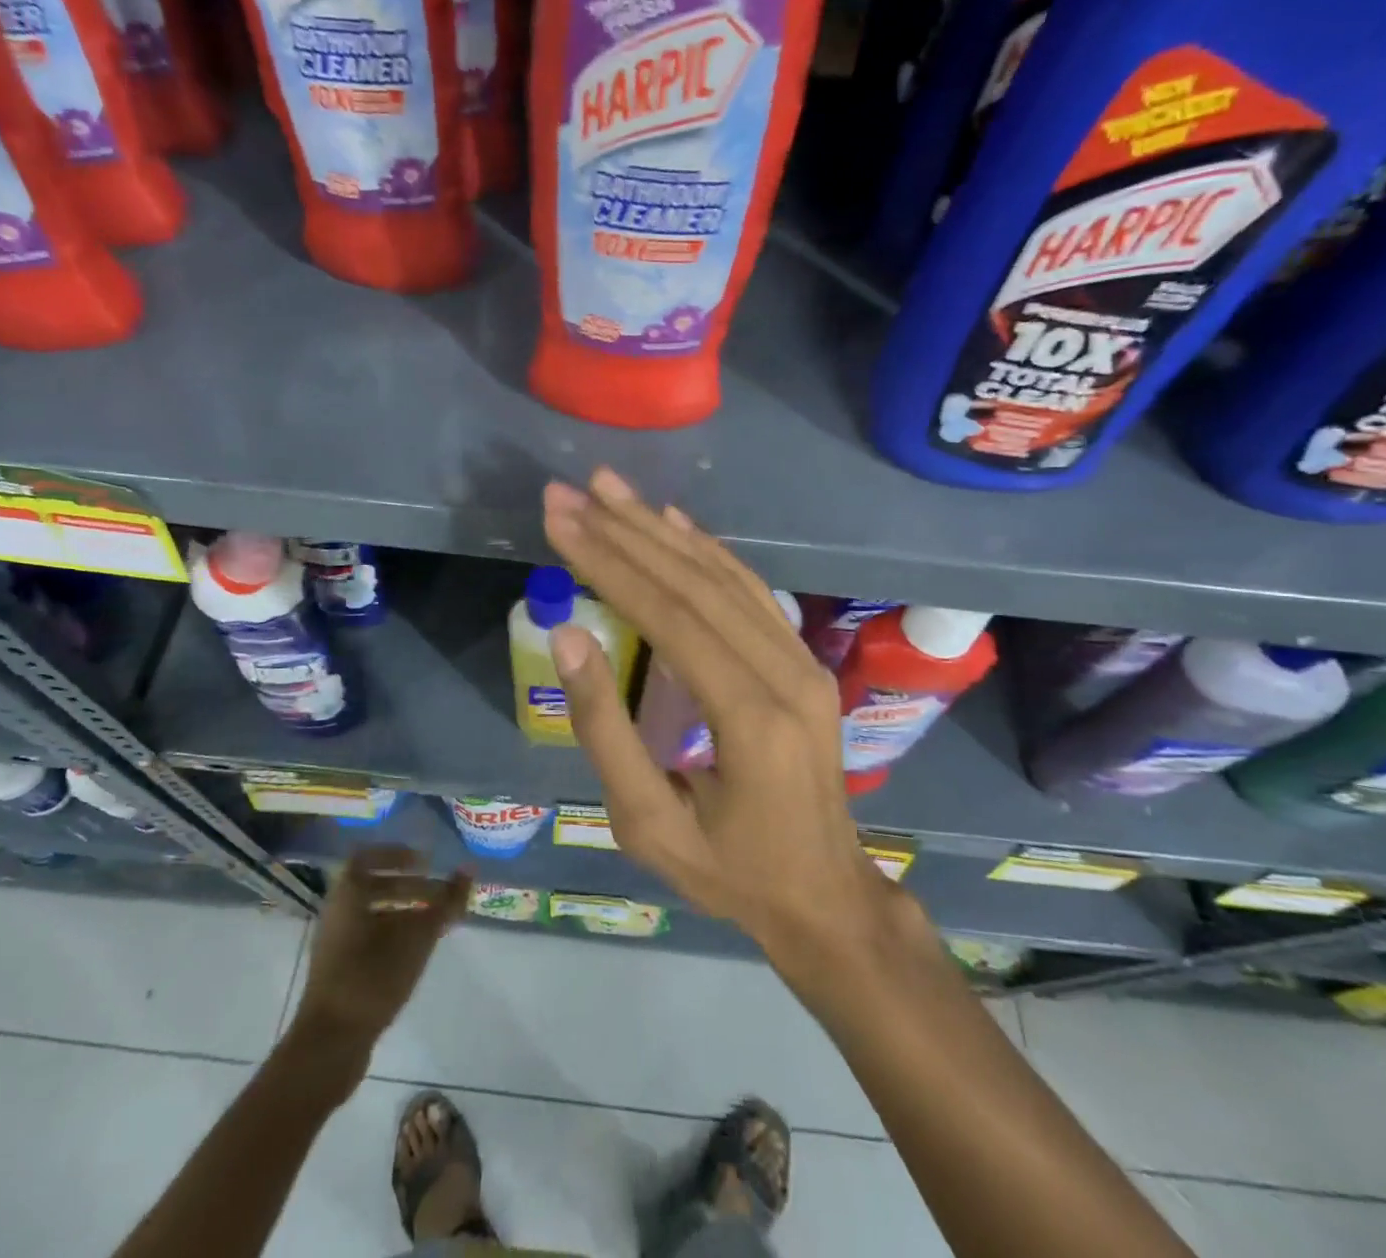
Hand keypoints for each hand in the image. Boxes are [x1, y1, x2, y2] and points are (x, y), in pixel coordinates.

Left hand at [288, 846, 470, 1051]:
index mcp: (348, 895)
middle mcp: (337, 913)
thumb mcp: (417, 937)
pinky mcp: (339, 971)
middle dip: (410, 886)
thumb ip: (445, 902)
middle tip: (441, 894)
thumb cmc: (373, 977)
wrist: (330, 1042)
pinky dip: (394, 933)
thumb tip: (468, 869)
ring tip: (435, 922)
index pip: (367, 857)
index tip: (425, 861)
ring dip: (404, 911)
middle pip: (374, 886)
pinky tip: (416, 950)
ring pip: (373, 913)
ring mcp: (335, 944)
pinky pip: (368, 936)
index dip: (396, 854)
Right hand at [542, 469, 904, 972]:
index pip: (669, 616)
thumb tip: (569, 637)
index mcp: (750, 717)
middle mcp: (786, 673)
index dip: (608, 563)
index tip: (560, 519)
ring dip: (661, 529)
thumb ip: (606, 730)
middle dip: (626, 532)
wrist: (825, 895)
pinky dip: (708, 550)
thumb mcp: (648, 823)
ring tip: (610, 489)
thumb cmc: (728, 871)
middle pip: (696, 583)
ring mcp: (802, 661)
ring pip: (725, 576)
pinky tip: (674, 523)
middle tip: (571, 492)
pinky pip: (752, 591)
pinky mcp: (803, 659)